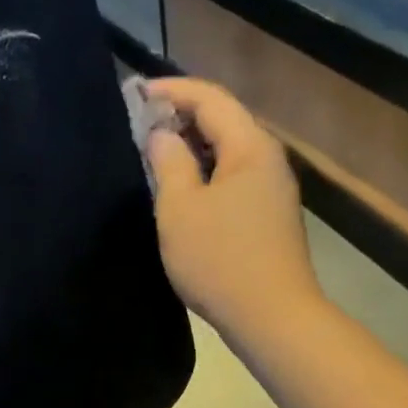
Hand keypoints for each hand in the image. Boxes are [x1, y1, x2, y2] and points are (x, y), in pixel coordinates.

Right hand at [145, 77, 322, 337]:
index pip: (209, 97)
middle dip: (181, 116)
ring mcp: (272, 189)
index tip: (134, 94)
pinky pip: (233, 178)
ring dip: (192, 148)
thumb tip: (161, 134)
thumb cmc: (220, 260)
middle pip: (223, 120)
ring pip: (228, 151)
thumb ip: (168, 162)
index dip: (171, 90)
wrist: (271, 316)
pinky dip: (206, 174)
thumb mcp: (180, 209)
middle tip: (140, 125)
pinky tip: (183, 192)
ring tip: (155, 156)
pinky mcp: (269, 216)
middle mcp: (268, 158)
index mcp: (249, 146)